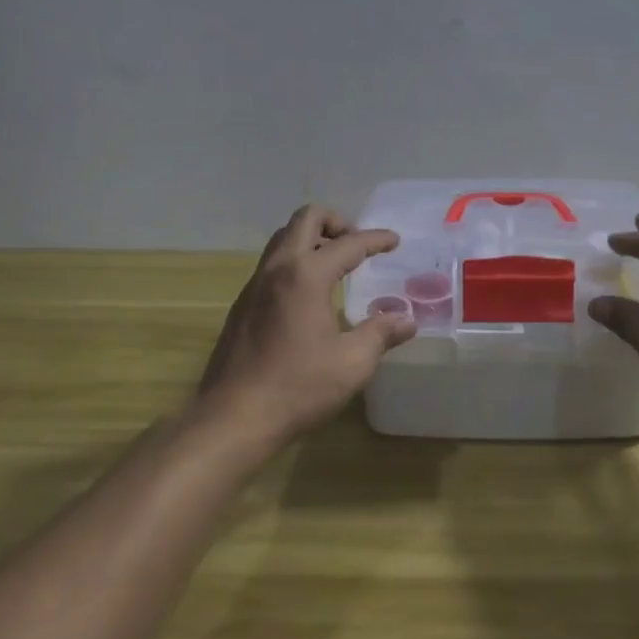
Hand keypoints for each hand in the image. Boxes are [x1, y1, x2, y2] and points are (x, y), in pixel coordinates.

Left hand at [196, 204, 416, 447]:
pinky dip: (295, 261)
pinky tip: (308, 294)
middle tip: (357, 245)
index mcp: (306, 275)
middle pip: (306, 219)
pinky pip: (271, 263)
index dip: (376, 240)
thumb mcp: (352, 363)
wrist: (231, 418)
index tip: (394, 241)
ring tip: (336, 264)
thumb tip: (406, 319)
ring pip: (284, 238)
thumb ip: (381, 334)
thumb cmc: (297, 388)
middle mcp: (277, 268)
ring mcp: (254, 285)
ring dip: (312, 238)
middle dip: (336, 222)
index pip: (349, 243)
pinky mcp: (242, 305)